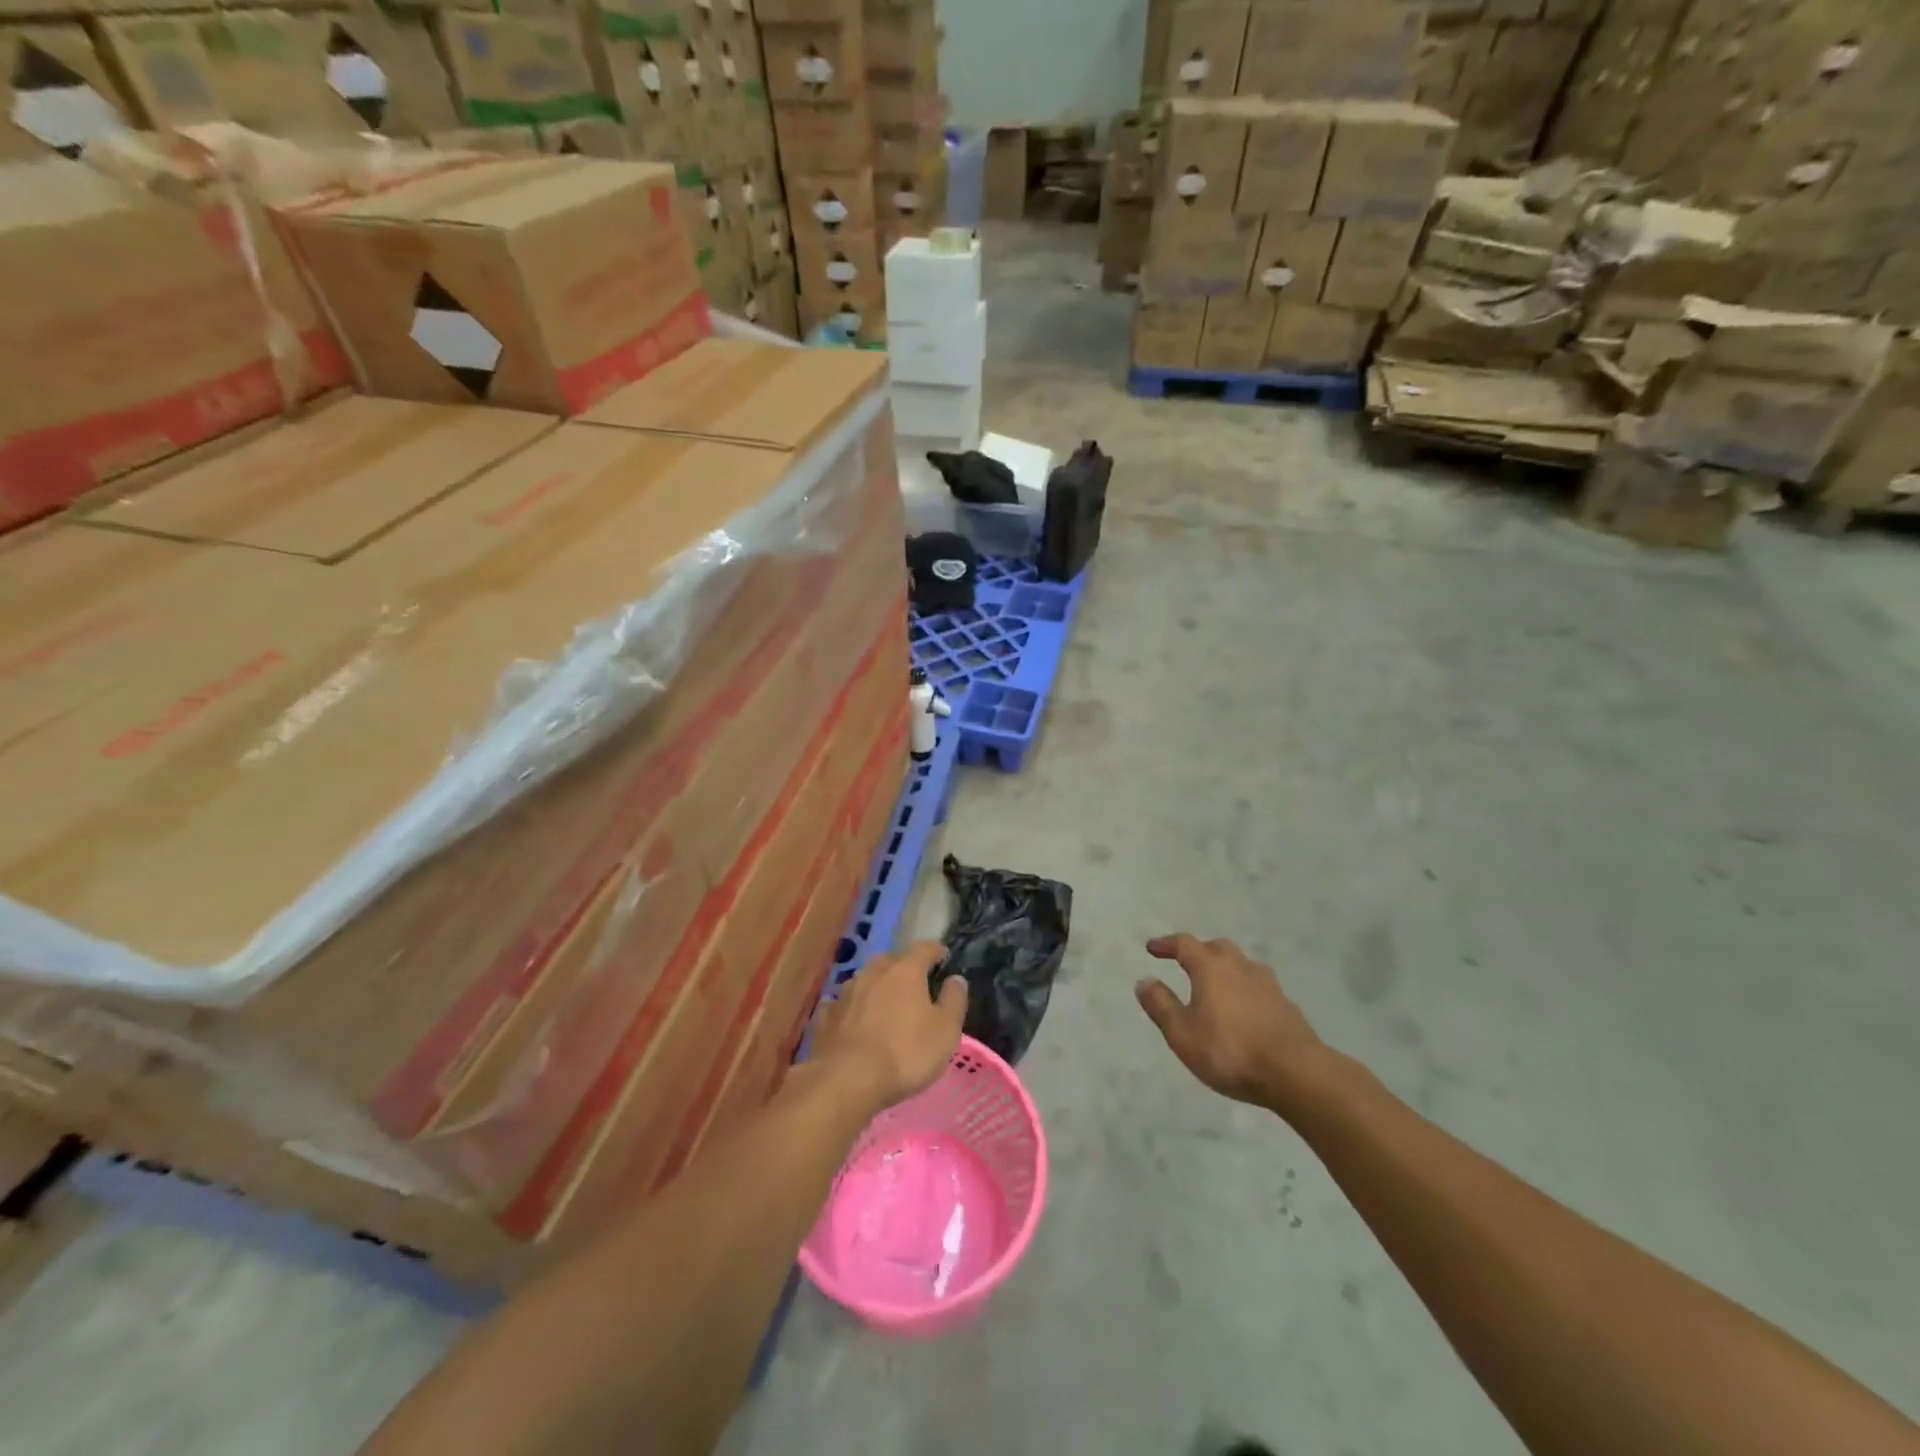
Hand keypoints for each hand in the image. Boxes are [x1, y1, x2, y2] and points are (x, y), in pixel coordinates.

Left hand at [812, 942, 966, 1111]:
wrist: (847, 1080)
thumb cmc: (905, 1053)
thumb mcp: (946, 1031)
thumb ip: (954, 1000)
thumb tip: (955, 979)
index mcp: (905, 970)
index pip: (924, 948)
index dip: (936, 951)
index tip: (943, 958)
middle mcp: (874, 972)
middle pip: (892, 960)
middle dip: (904, 968)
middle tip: (915, 985)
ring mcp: (846, 992)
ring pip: (866, 980)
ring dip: (877, 987)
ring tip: (885, 1004)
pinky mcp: (826, 1016)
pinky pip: (843, 1004)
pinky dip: (852, 1008)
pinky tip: (854, 1021)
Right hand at [1137, 934, 1324, 1111]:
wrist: (1296, 1073)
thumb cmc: (1230, 1050)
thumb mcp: (1182, 1033)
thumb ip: (1160, 1005)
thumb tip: (1143, 981)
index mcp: (1211, 968)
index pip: (1185, 944)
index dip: (1166, 944)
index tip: (1152, 948)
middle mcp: (1240, 967)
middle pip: (1218, 947)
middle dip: (1200, 951)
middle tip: (1187, 963)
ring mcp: (1269, 985)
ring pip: (1243, 965)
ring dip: (1226, 968)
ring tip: (1218, 986)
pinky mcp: (1288, 1007)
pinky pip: (1260, 988)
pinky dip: (1246, 990)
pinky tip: (1245, 1010)